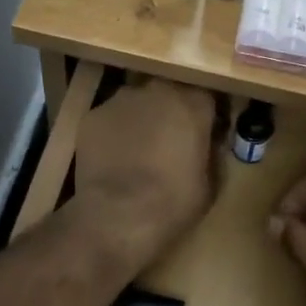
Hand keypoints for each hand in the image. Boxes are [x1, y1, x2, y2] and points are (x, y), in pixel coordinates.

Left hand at [72, 78, 219, 273]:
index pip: (208, 95)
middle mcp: (158, 90)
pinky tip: (113, 158)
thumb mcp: (211, 183)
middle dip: (172, 111)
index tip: (207, 132)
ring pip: (138, 103)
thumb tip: (210, 143)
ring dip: (142, 119)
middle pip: (170, 93)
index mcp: (194, 102)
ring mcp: (122, 99)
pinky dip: (115, 132)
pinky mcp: (93, 115)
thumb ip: (213, 152)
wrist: (117, 215)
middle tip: (172, 140)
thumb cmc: (173, 201)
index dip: (207, 114)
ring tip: (139, 150)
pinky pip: (111, 119)